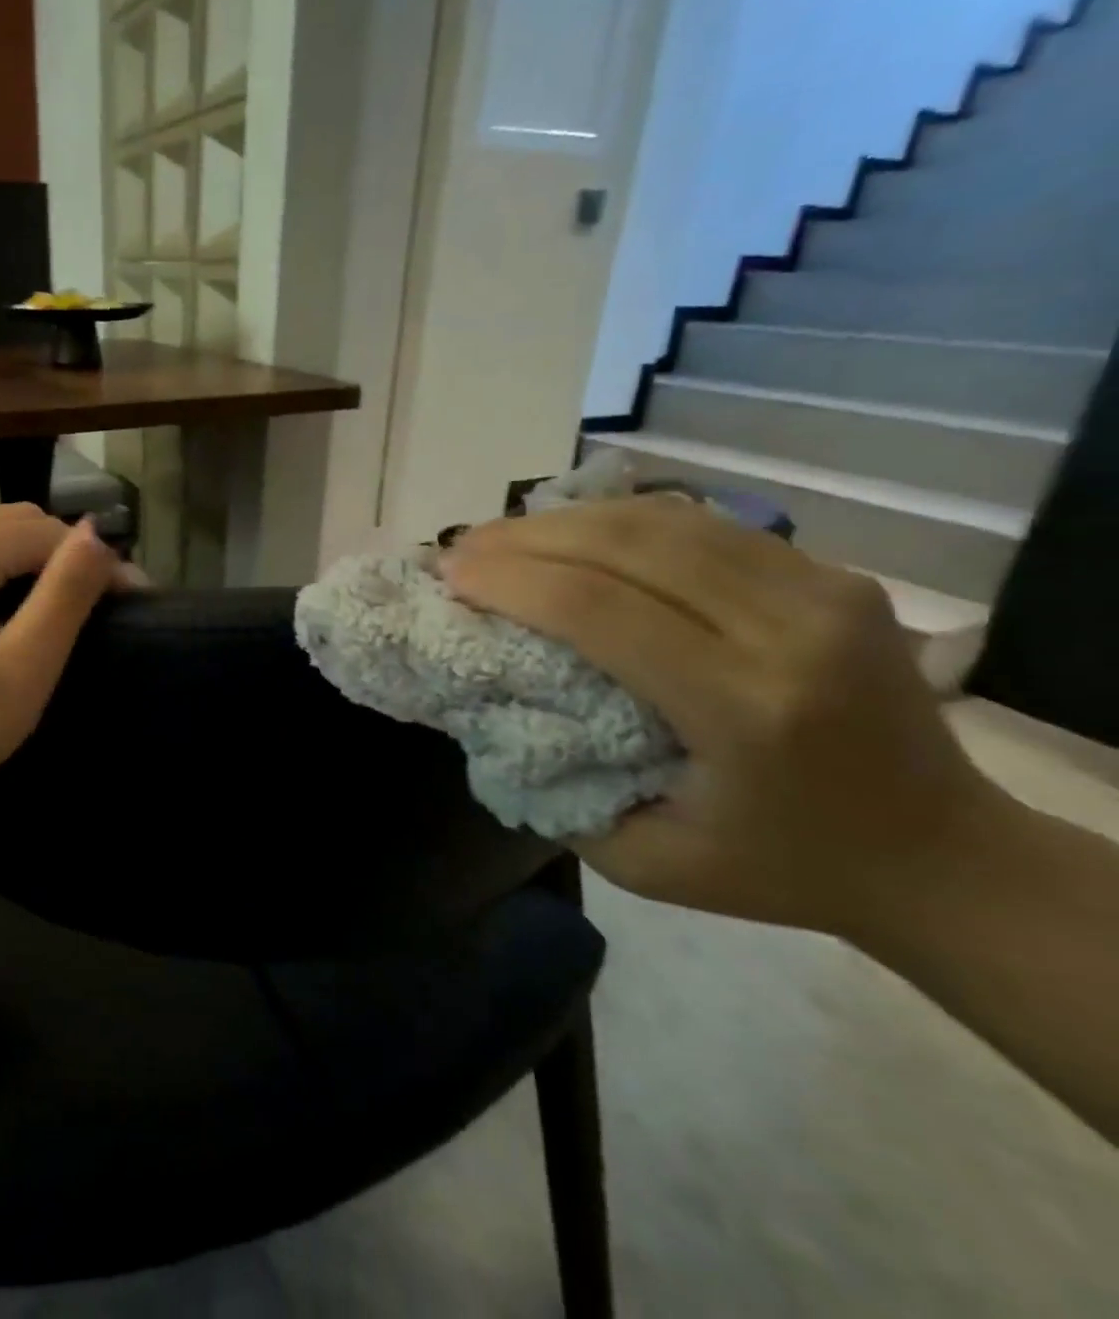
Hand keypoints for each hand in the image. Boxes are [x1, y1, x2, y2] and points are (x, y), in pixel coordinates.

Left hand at [0, 504, 137, 801]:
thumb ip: (65, 593)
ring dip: (28, 554)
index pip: (38, 531)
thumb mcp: (23, 668)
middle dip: (60, 550)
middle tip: (100, 595)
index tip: (131, 592)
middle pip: (8, 520)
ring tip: (62, 595)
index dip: (90, 556)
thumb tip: (97, 533)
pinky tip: (10, 597)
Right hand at [438, 497, 1006, 935]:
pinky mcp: (832, 574)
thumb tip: (490, 712)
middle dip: (524, 537)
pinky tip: (572, 534)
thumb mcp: (644, 862)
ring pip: (663, 520)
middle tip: (460, 547)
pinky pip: (701, 526)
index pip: (599, 607)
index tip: (449, 574)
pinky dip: (618, 521)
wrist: (942, 856)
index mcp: (745, 708)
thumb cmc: (779, 870)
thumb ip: (558, 790)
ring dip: (566, 519)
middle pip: (627, 545)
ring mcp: (823, 590)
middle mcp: (790, 631)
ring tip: (502, 535)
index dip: (510, 580)